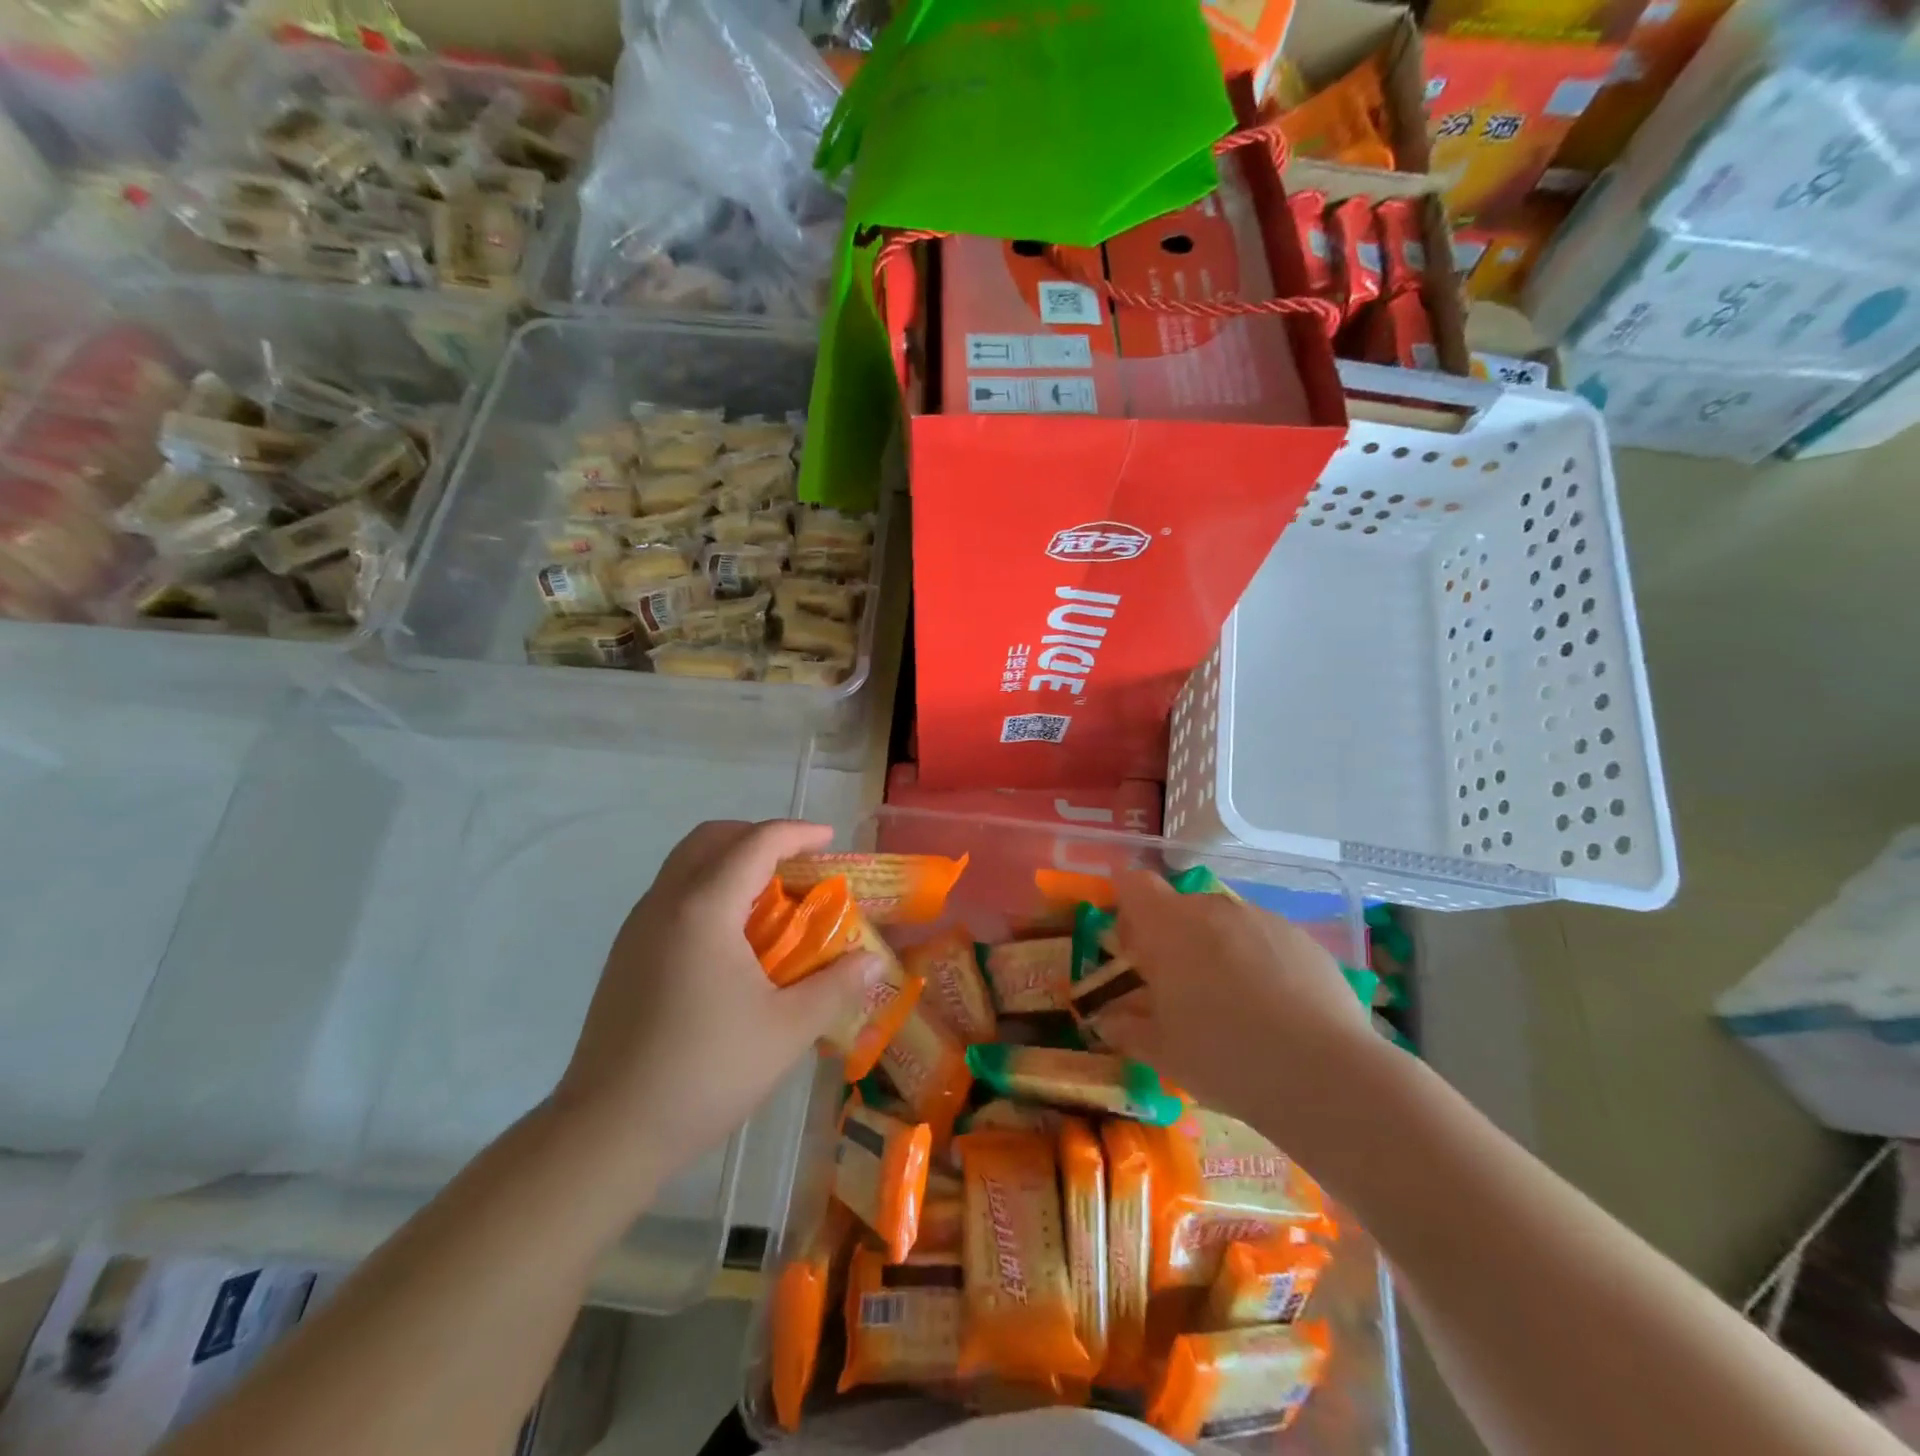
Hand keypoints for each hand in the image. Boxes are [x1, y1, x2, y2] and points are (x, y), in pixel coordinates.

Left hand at [553, 819, 880, 1198]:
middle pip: (711, 838)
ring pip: (686, 864)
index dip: (797, 833)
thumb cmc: (704, 1073)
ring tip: (771, 898)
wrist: (606, 1133)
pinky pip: (673, 895)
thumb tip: (872, 962)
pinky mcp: (625, 955)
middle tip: (797, 864)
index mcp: (704, 909)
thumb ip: (835, 987)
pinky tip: (733, 938)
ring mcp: (637, 928)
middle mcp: (665, 903)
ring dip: (731, 862)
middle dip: (758, 837)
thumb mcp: (787, 1030)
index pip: (755, 843)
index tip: (830, 840)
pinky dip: (709, 889)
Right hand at [1094, 870, 1380, 1138]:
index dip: (1127, 908)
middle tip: (1179, 988)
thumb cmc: (1223, 1057)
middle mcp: (1213, 909)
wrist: (1325, 1074)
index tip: (1132, 946)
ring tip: (1231, 1002)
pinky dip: (1258, 961)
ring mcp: (1262, 919)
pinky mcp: (1303, 938)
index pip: (1134, 885)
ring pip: (1224, 923)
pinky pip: (1264, 939)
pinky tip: (1274, 1009)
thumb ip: (1127, 1029)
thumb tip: (1108, 1020)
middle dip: (1173, 937)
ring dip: (1216, 949)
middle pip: (1180, 906)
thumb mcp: (1162, 1052)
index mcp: (1168, 926)